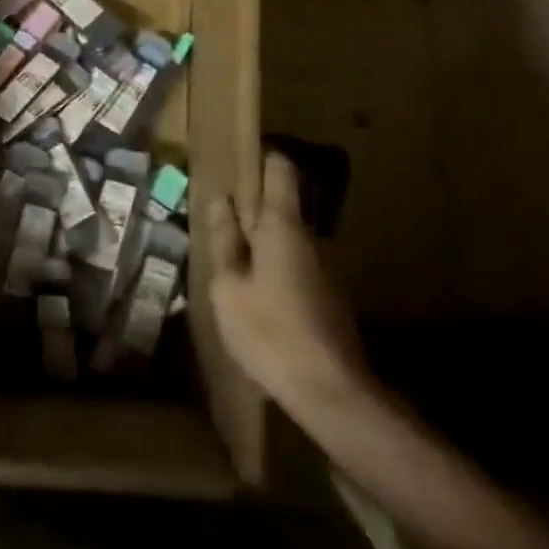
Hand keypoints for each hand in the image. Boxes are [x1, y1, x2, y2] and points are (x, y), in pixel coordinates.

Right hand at [208, 152, 368, 414]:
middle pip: (281, 202)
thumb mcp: (229, 287)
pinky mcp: (327, 294)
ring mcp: (323, 265)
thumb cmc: (270, 331)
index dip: (259, 158)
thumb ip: (224, 240)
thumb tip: (219, 200)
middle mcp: (308, 235)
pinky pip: (295, 262)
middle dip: (251, 203)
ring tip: (229, 255)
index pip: (279, 168)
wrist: (330, 390)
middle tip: (218, 214)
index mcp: (282, 224)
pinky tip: (254, 291)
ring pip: (287, 235)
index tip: (235, 162)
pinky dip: (273, 264)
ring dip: (261, 238)